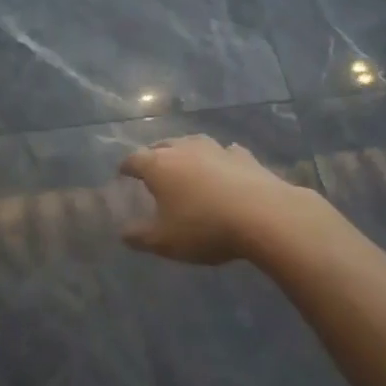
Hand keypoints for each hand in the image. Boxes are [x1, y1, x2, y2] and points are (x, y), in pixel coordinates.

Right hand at [118, 135, 313, 264]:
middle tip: (152, 168)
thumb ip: (140, 237)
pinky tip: (225, 167)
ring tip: (186, 163)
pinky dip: (220, 158)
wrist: (263, 215)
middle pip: (162, 145)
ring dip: (186, 152)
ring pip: (193, 143)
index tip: (122, 173)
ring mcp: (216, 149)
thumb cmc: (204, 227)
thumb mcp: (164, 242)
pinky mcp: (244, 156)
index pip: (134, 159)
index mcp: (158, 166)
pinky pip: (226, 152)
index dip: (126, 166)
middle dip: (154, 155)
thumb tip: (123, 233)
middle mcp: (184, 149)